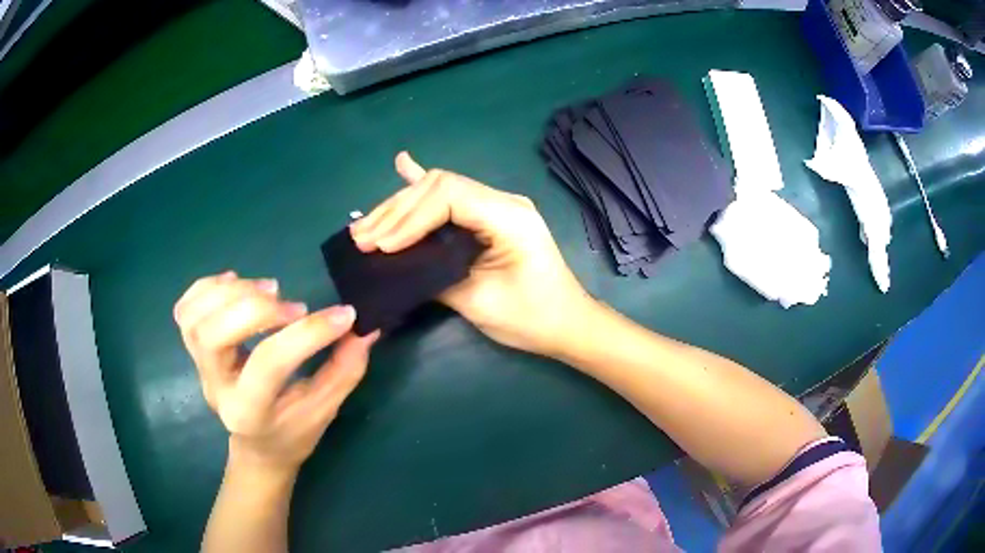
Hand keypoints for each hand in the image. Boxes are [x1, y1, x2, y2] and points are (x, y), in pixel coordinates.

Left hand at [174, 272, 378, 474]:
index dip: (308, 333)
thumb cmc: (292, 433)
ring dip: (232, 293)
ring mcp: (198, 367)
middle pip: (214, 334)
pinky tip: (237, 284)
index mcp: (249, 412)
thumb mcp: (324, 410)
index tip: (345, 315)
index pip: (269, 364)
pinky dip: (208, 287)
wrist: (256, 445)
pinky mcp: (193, 349)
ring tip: (269, 290)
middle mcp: (215, 387)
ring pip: (194, 317)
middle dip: (257, 309)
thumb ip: (345, 370)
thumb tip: (365, 328)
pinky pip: (185, 309)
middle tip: (294, 307)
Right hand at [350, 152, 593, 355]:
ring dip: (401, 207)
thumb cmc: (531, 319)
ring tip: (365, 226)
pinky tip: (403, 164)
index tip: (381, 246)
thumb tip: (397, 263)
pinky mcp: (490, 217)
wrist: (568, 323)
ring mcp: (497, 205)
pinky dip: (423, 189)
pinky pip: (454, 197)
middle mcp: (503, 201)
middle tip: (362, 237)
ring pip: (440, 191)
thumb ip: (436, 275)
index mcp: (508, 217)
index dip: (409, 218)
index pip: (448, 197)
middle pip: (440, 187)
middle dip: (396, 211)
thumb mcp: (480, 302)